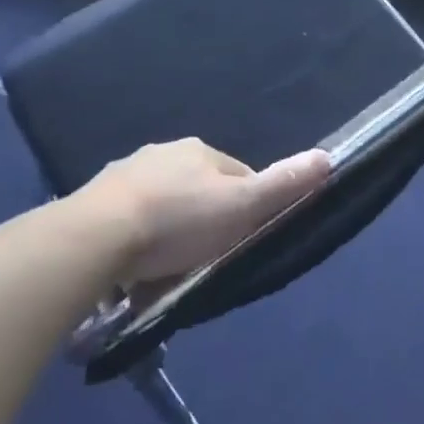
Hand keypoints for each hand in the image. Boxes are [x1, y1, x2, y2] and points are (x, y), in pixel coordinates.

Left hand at [74, 139, 332, 285]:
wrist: (96, 236)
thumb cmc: (178, 220)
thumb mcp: (240, 206)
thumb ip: (282, 185)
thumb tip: (328, 157)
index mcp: (200, 151)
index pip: (238, 176)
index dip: (246, 208)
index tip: (241, 242)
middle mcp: (164, 153)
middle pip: (198, 190)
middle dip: (204, 221)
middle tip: (202, 262)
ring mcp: (126, 175)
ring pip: (162, 205)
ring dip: (168, 231)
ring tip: (165, 272)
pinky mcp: (96, 201)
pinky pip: (129, 221)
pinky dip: (136, 241)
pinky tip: (133, 269)